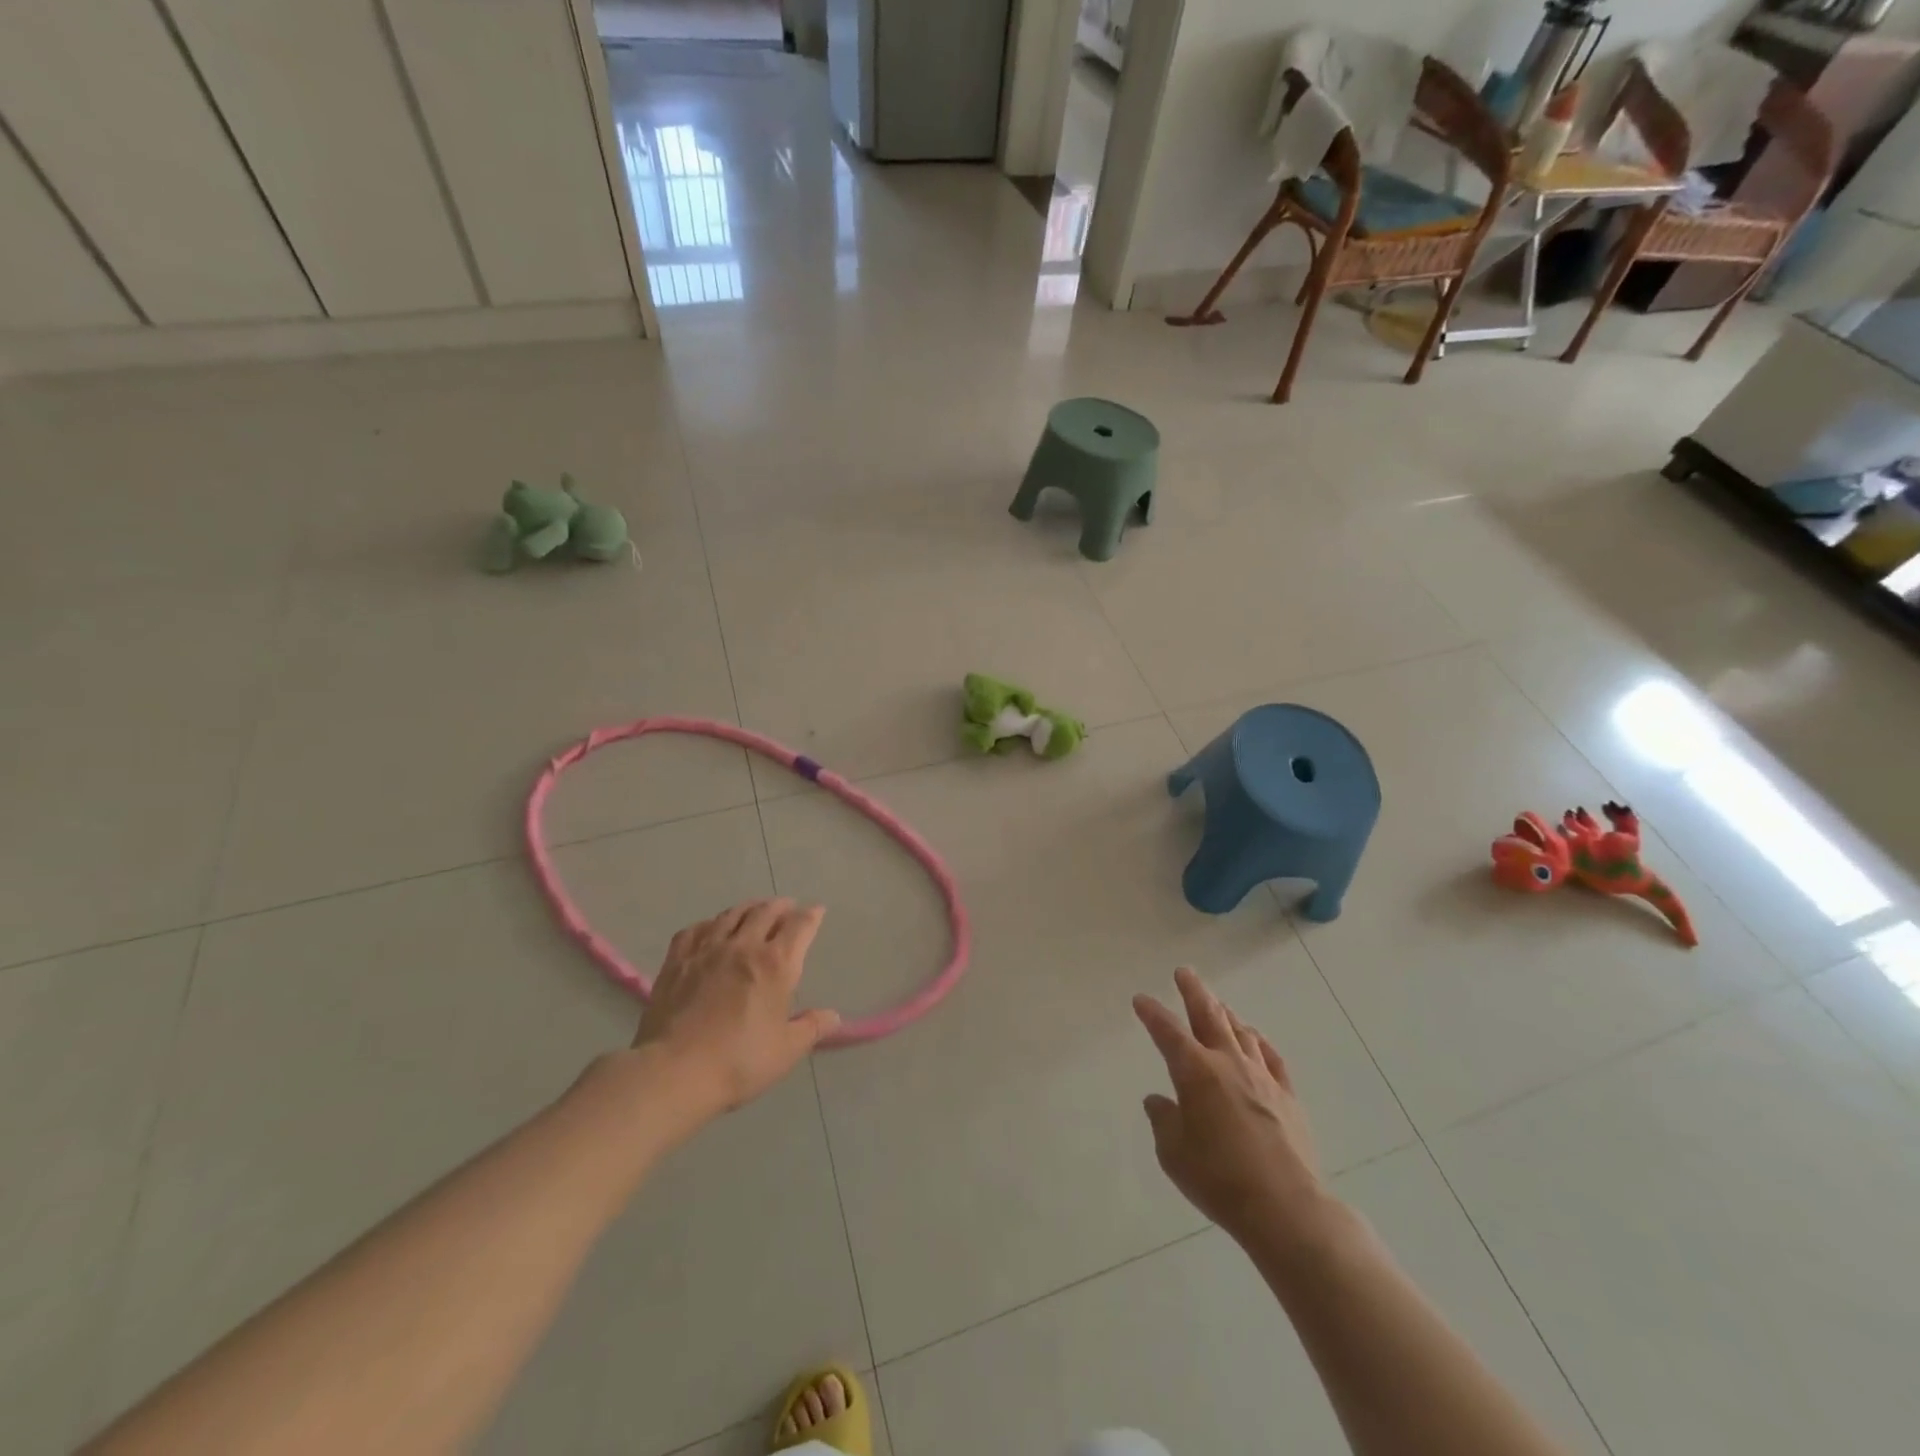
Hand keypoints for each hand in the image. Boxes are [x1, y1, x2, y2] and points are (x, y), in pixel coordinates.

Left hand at [634, 899, 840, 1118]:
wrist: (674, 1071)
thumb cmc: (738, 1062)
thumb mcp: (786, 1050)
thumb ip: (812, 1028)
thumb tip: (833, 1016)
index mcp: (776, 964)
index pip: (800, 926)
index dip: (811, 916)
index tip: (817, 911)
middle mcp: (744, 946)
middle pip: (766, 912)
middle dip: (781, 906)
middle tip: (788, 906)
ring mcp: (707, 949)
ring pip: (732, 914)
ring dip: (749, 907)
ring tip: (755, 909)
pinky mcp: (677, 960)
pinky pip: (696, 929)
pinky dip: (710, 923)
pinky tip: (710, 928)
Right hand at [1133, 968, 1328, 1244]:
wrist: (1286, 1208)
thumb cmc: (1219, 1179)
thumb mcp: (1173, 1154)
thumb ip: (1163, 1120)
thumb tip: (1159, 1101)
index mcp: (1195, 1072)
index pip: (1167, 1032)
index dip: (1152, 1013)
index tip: (1141, 999)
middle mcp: (1228, 1063)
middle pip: (1208, 1015)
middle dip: (1193, 991)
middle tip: (1184, 972)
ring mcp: (1262, 1077)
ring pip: (1240, 1031)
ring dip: (1225, 1013)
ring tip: (1217, 1003)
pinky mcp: (1287, 1096)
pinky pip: (1271, 1057)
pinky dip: (1258, 1042)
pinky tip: (1254, 1039)